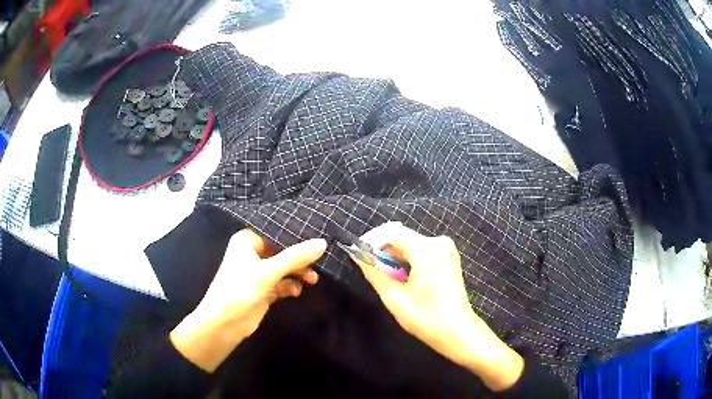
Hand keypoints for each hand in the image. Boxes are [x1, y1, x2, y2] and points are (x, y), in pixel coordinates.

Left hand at [170, 229, 326, 371]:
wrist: (225, 323)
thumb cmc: (240, 289)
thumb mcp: (268, 271)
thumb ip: (295, 257)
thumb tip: (322, 243)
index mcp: (247, 241)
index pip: (276, 233)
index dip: (296, 236)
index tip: (318, 237)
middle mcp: (252, 254)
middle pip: (282, 251)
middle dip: (299, 259)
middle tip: (318, 263)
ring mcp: (257, 273)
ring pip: (283, 268)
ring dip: (297, 273)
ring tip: (312, 280)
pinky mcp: (262, 290)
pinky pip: (281, 283)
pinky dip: (289, 286)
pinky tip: (296, 291)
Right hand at [350, 222, 522, 390]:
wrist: (458, 331)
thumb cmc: (426, 318)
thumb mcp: (395, 298)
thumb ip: (375, 273)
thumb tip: (358, 255)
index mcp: (427, 250)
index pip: (391, 232)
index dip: (370, 240)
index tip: (356, 253)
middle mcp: (438, 242)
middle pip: (401, 236)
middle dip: (381, 249)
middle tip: (367, 267)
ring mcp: (445, 248)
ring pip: (409, 243)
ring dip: (393, 255)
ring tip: (381, 275)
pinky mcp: (447, 256)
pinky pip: (420, 250)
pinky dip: (406, 259)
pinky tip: (399, 276)